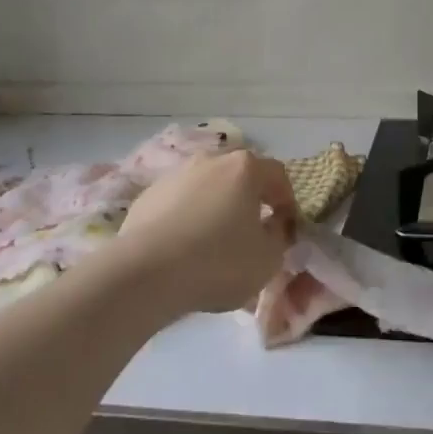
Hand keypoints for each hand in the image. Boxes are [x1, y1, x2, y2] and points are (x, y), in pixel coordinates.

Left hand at [117, 151, 297, 314]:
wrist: (146, 273)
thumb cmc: (218, 261)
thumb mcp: (268, 258)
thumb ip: (279, 236)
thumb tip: (273, 224)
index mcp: (245, 168)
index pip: (278, 175)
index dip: (287, 201)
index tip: (286, 228)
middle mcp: (211, 160)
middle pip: (240, 176)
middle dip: (250, 200)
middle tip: (252, 231)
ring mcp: (176, 175)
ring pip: (207, 188)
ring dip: (216, 207)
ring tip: (214, 242)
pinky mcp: (148, 195)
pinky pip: (179, 203)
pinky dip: (187, 218)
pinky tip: (183, 248)